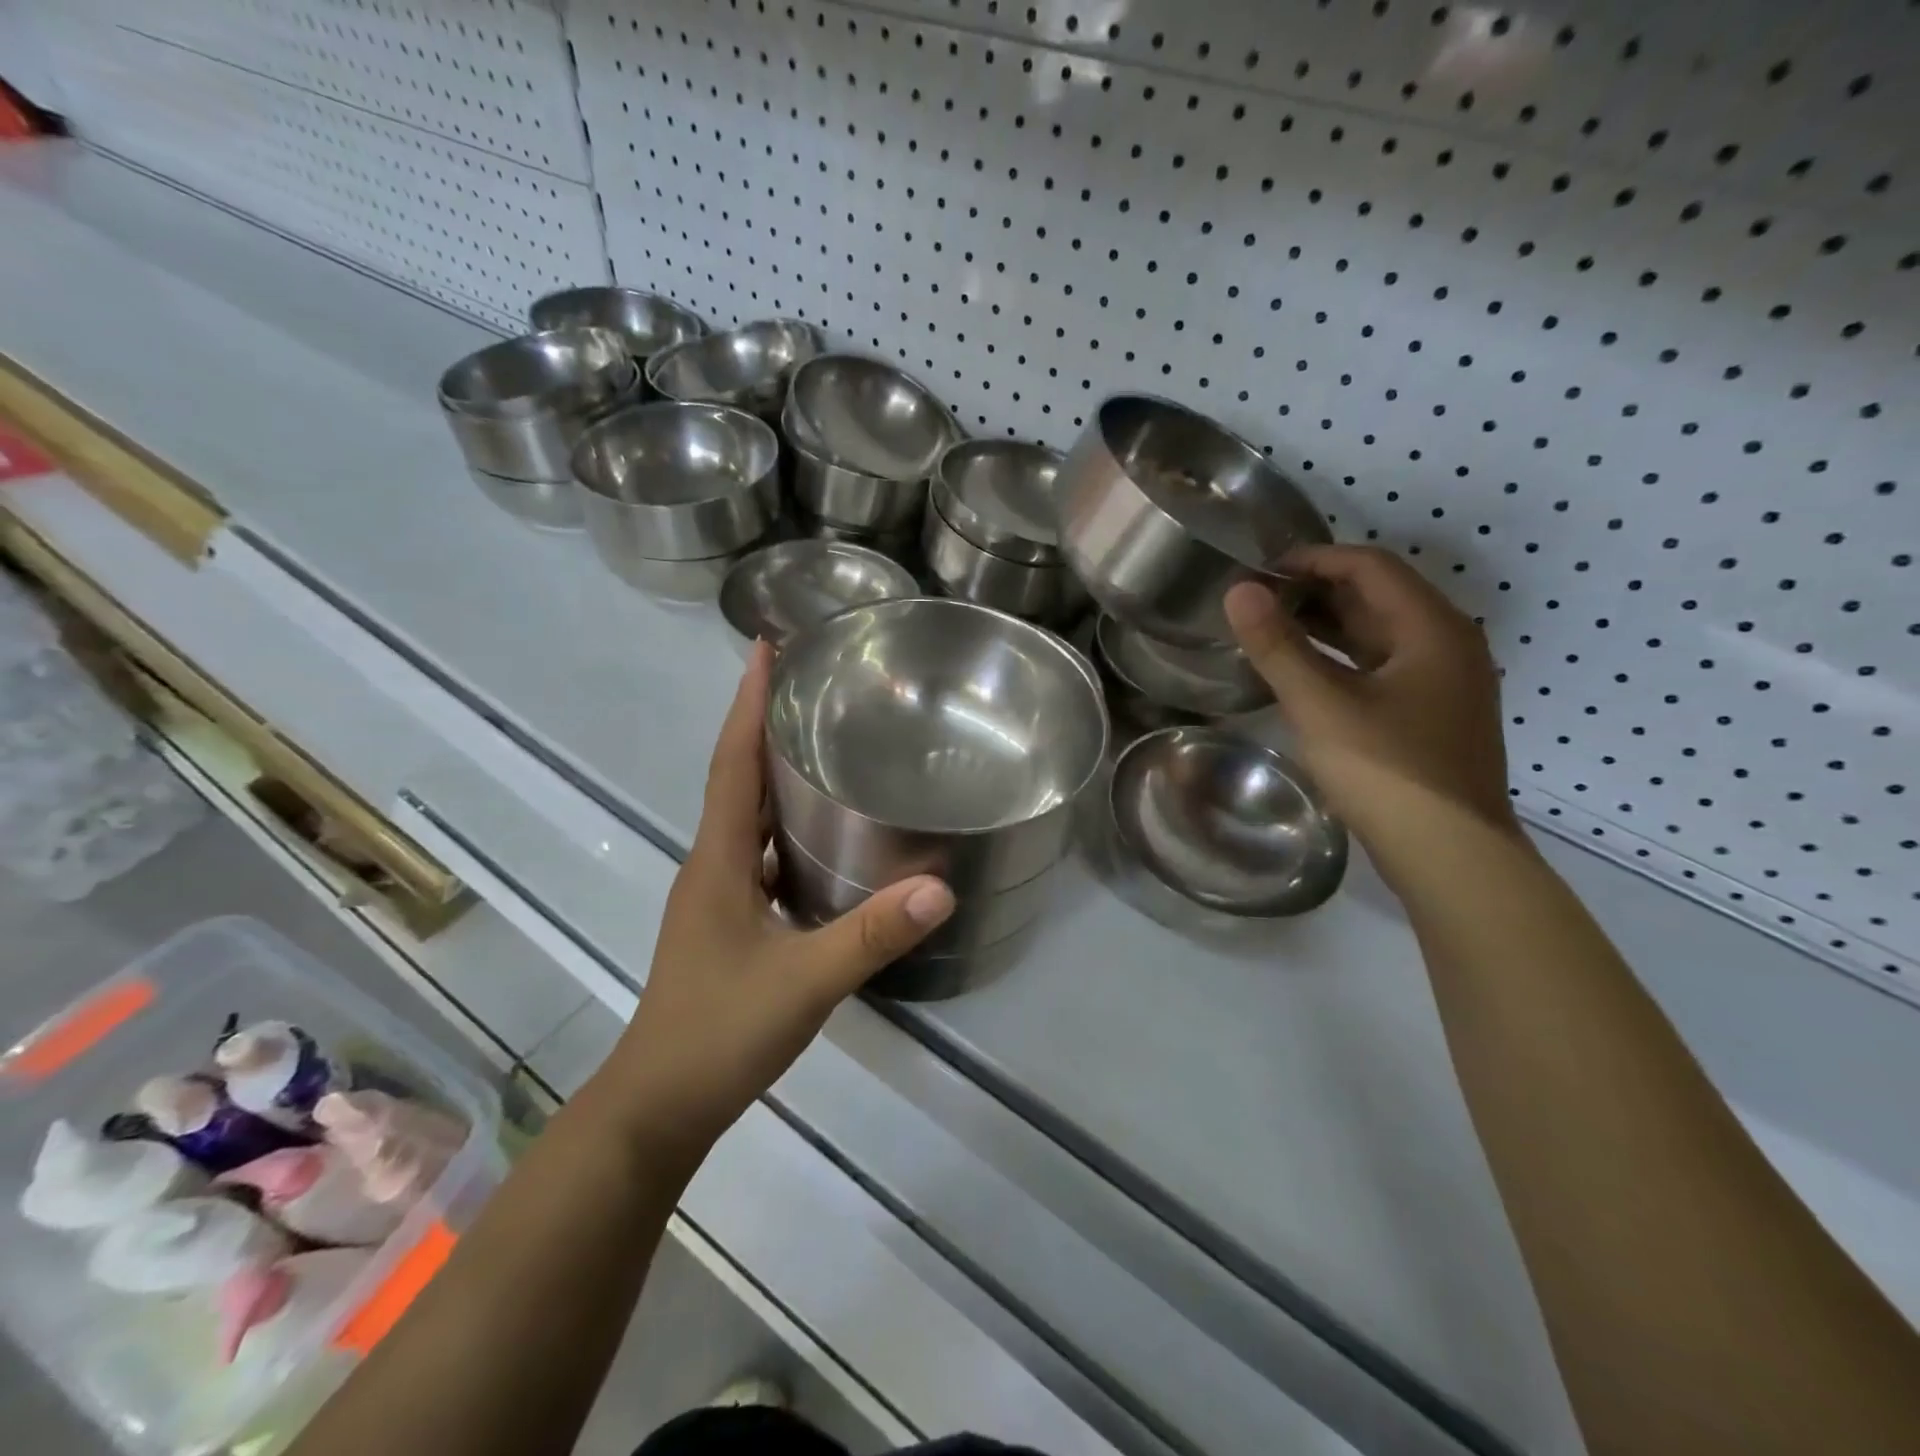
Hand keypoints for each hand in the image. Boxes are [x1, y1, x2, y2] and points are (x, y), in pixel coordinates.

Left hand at [595, 643, 953, 1164]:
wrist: (658, 1105)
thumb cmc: (719, 1032)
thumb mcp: (805, 981)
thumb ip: (872, 934)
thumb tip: (941, 887)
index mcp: (718, 860)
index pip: (732, 763)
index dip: (746, 704)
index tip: (763, 647)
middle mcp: (711, 866)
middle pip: (737, 779)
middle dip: (764, 727)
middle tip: (811, 687)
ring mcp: (715, 897)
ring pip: (746, 819)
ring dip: (773, 778)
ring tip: (821, 747)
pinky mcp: (727, 924)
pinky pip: (756, 856)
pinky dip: (782, 831)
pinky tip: (822, 841)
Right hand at [1224, 546, 1515, 852]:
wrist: (1451, 855)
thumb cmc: (1387, 771)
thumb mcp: (1321, 705)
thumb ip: (1277, 646)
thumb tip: (1238, 590)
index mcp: (1432, 629)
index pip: (1370, 566)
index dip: (1314, 559)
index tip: (1261, 571)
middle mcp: (1448, 644)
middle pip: (1379, 596)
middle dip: (1317, 591)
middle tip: (1258, 600)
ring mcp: (1446, 682)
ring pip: (1381, 634)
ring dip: (1328, 625)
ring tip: (1272, 629)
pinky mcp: (1434, 714)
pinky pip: (1384, 666)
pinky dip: (1343, 658)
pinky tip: (1306, 673)